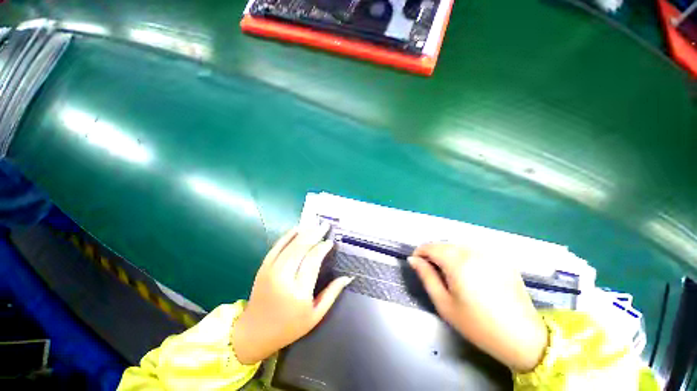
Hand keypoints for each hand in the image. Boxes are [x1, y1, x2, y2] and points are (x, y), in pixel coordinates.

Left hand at [231, 225, 352, 364]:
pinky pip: (276, 247)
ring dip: (304, 232)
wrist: (253, 332)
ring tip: (315, 224)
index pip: (313, 260)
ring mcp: (271, 271)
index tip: (330, 241)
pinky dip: (287, 236)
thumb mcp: (315, 316)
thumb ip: (332, 294)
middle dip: (315, 234)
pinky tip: (297, 228)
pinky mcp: (263, 267)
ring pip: (290, 245)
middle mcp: (284, 278)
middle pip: (301, 248)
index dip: (322, 248)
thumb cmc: (289, 327)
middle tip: (325, 225)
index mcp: (299, 292)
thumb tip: (348, 277)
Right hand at [409, 243, 547, 371]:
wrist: (522, 337)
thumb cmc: (477, 324)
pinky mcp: (501, 257)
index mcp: (457, 261)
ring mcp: (489, 252)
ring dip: (448, 254)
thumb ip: (426, 276)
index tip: (417, 265)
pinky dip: (464, 256)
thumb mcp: (444, 303)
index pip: (430, 247)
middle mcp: (473, 250)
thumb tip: (413, 260)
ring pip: (458, 245)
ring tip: (450, 273)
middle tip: (433, 272)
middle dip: (433, 254)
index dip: (419, 254)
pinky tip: (470, 272)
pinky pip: (474, 250)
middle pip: (443, 244)